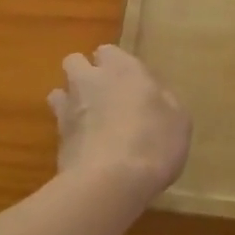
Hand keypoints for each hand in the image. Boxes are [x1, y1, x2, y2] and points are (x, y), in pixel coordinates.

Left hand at [50, 46, 190, 210]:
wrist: (110, 182)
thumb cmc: (154, 142)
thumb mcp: (179, 120)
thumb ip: (163, 101)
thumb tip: (154, 97)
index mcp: (123, 68)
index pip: (108, 51)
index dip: (115, 64)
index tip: (129, 82)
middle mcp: (91, 80)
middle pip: (75, 62)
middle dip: (84, 73)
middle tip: (103, 95)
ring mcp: (69, 108)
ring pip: (59, 92)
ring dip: (70, 101)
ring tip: (88, 121)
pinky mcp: (56, 138)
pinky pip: (58, 125)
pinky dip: (69, 132)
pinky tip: (85, 148)